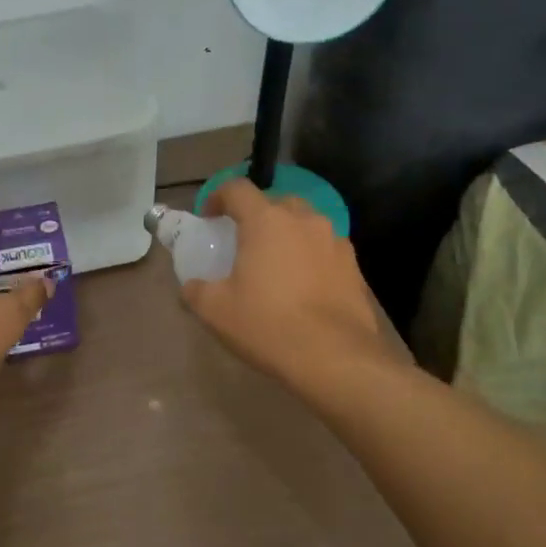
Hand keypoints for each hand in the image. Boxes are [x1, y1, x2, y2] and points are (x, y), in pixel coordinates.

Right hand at [181, 179, 385, 388]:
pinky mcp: (354, 266)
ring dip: (286, 235)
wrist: (335, 358)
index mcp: (266, 221)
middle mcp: (303, 220)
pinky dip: (310, 257)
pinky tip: (303, 286)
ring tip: (275, 265)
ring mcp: (334, 240)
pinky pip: (324, 249)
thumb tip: (191, 286)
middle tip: (243, 242)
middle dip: (256, 215)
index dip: (217, 197)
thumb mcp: (215, 311)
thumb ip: (196, 290)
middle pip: (274, 202)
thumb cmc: (268, 325)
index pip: (237, 189)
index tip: (209, 218)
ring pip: (304, 224)